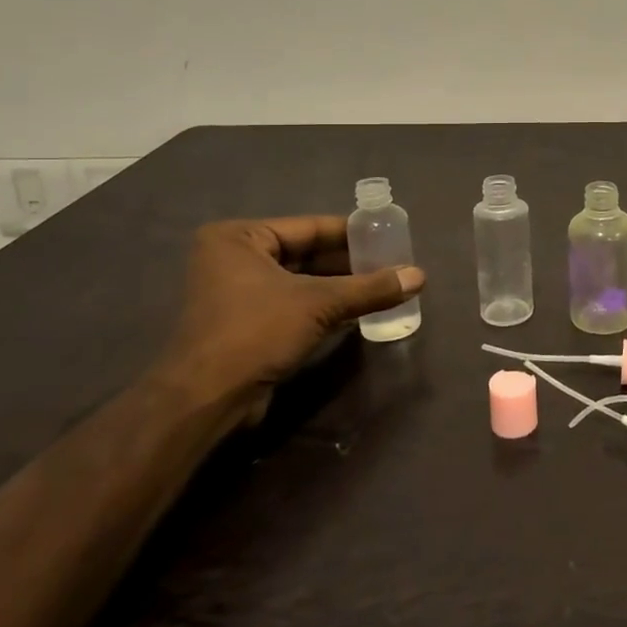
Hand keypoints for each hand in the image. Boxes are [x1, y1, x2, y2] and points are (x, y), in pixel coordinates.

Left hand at [158, 217, 423, 417]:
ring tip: (384, 286)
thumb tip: (420, 276)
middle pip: (306, 253)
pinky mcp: (245, 324)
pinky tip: (359, 311)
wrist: (206, 399)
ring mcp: (237, 293)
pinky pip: (294, 304)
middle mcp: (233, 258)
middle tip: (392, 264)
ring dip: (340, 287)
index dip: (352, 233)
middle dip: (349, 262)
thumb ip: (370, 288)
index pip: (309, 227)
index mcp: (239, 238)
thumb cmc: (256, 332)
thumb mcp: (320, 303)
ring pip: (302, 281)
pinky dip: (324, 307)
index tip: (389, 236)